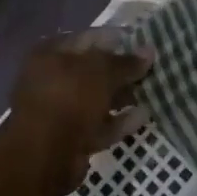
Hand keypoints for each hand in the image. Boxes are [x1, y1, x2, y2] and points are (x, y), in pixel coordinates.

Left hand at [0, 30, 151, 195]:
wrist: (43, 157)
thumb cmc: (69, 99)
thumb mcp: (102, 72)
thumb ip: (126, 62)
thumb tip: (150, 50)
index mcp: (51, 53)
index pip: (90, 37)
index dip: (118, 38)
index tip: (145, 42)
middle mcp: (52, 78)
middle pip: (93, 69)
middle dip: (122, 70)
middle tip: (152, 68)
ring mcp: (59, 110)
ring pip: (97, 98)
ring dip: (122, 95)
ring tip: (153, 91)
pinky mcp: (69, 138)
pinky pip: (98, 124)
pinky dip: (118, 121)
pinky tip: (143, 116)